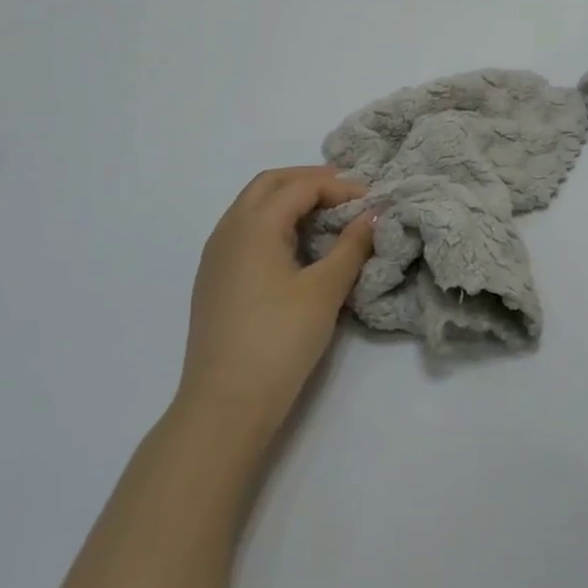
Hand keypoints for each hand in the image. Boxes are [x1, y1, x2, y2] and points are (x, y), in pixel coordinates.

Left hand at [176, 166, 377, 445]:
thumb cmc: (279, 341)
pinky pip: (245, 230)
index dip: (338, 186)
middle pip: (269, 184)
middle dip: (309, 181)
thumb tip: (373, 215)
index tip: (371, 199)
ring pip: (253, 206)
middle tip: (347, 193)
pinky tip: (297, 246)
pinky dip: (274, 222)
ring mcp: (216, 255)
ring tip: (327, 215)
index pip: (300, 186)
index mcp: (254, 225)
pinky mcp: (214, 279)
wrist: (224, 406)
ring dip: (289, 199)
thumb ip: (351, 246)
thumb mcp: (324, 291)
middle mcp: (228, 230)